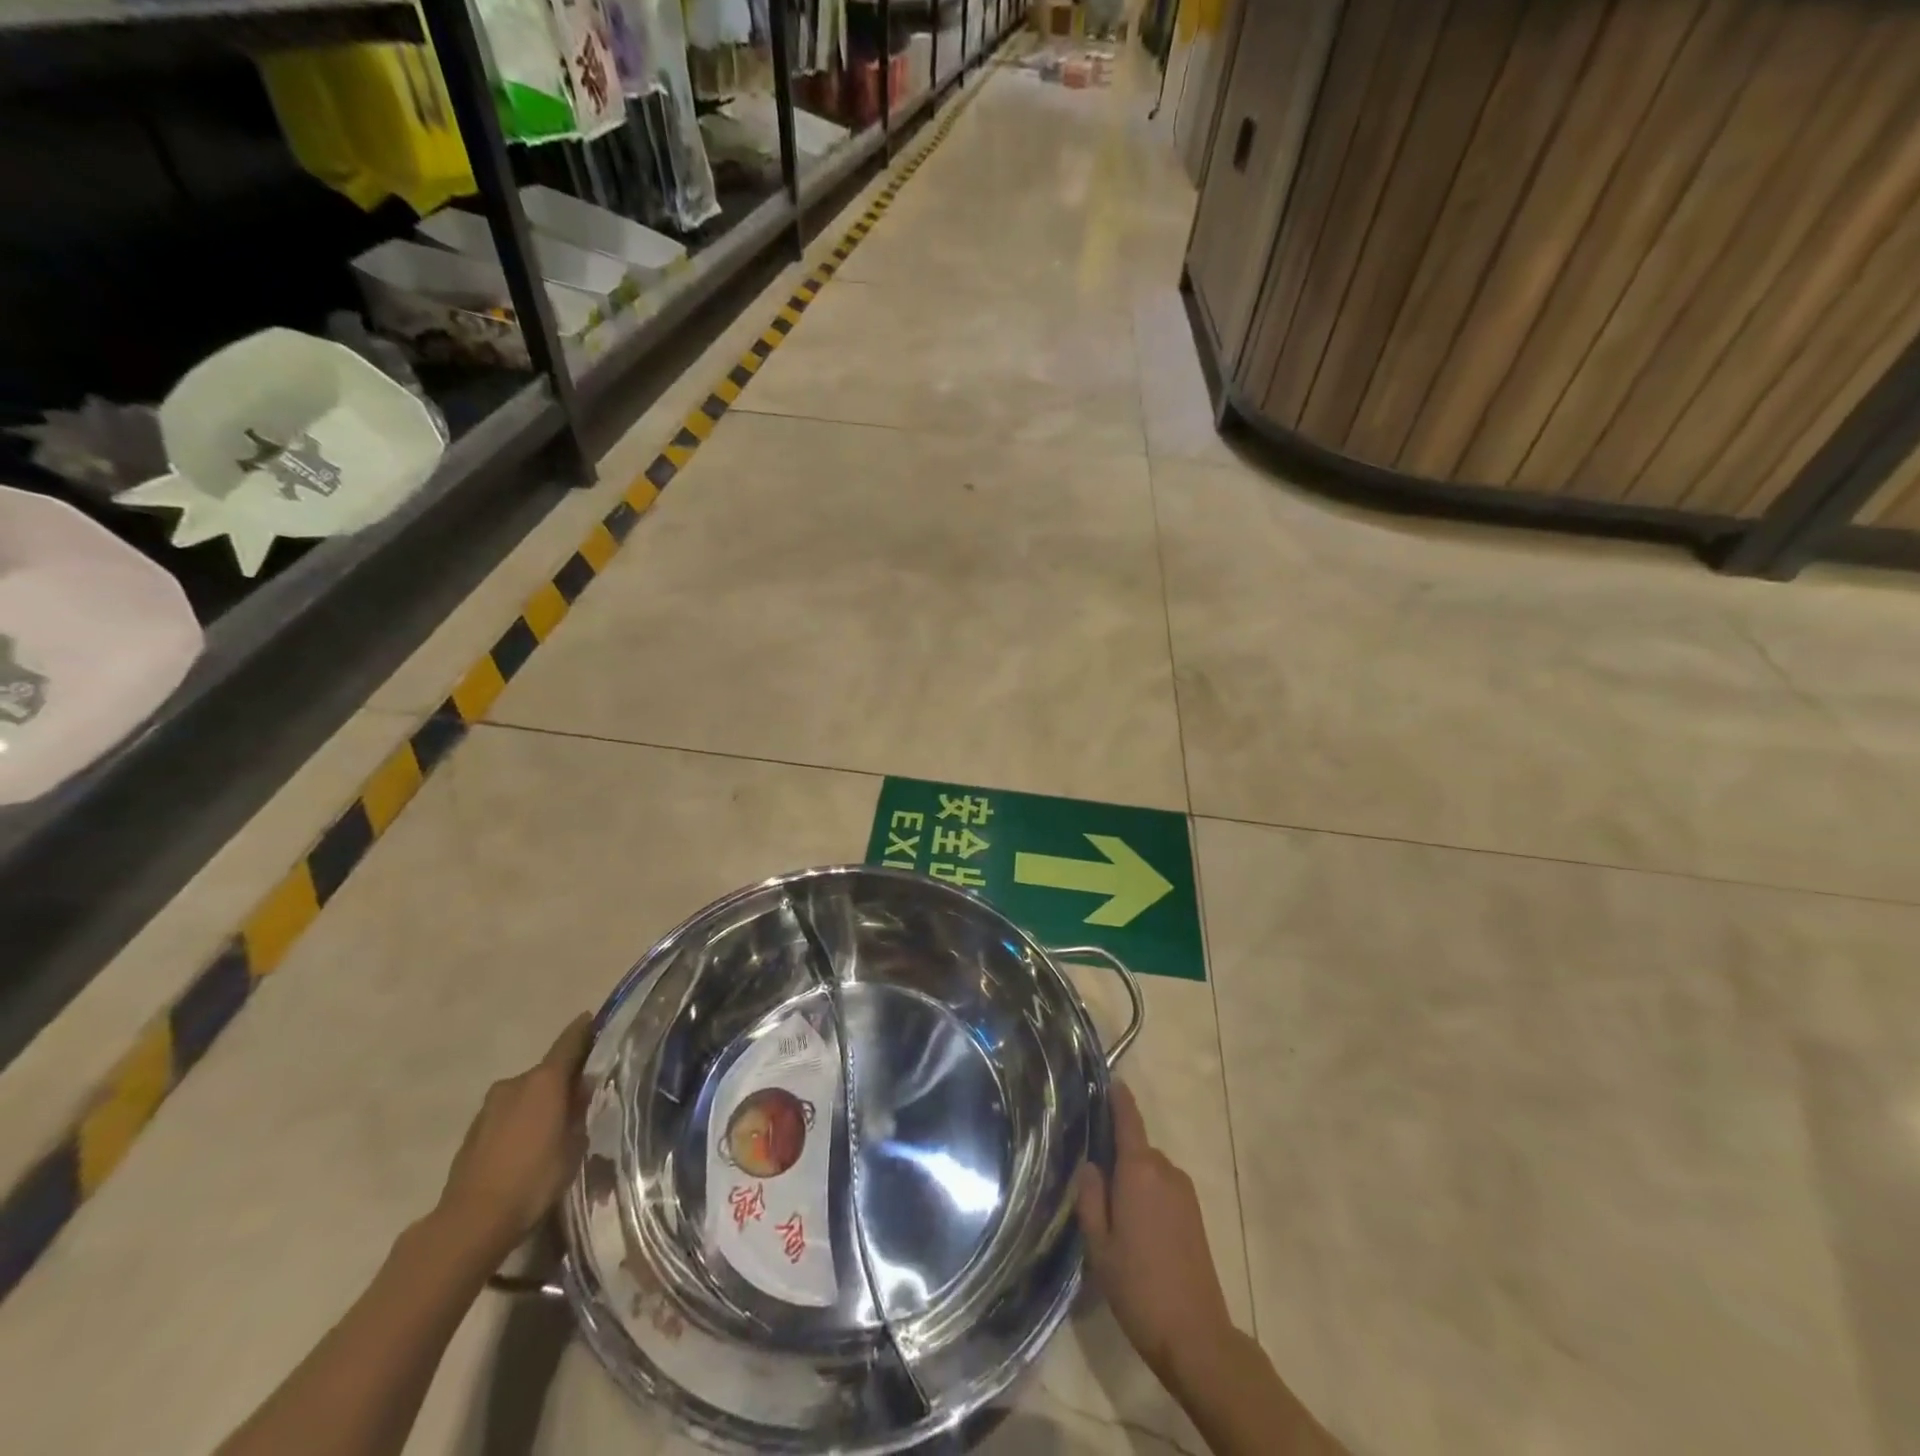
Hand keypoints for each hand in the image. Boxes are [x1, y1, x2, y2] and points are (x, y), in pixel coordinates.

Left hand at [433, 1013, 592, 1263]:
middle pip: (547, 1070)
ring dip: (540, 1102)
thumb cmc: (534, 1178)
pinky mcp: (473, 1131)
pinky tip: (529, 1144)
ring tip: (555, 1124)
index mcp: (545, 1080)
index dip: (585, 1030)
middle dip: (564, 1078)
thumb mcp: (574, 1145)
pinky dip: (521, 1120)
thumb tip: (582, 1092)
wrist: (471, 1220)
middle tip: (582, 1094)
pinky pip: (508, 1114)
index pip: (570, 1041)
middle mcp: (515, 1083)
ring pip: (526, 1094)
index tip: (596, 1020)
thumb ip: (579, 1111)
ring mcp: (490, 1106)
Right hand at [1076, 1083, 1236, 1383]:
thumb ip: (1090, 1198)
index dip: (1119, 1098)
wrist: (1196, 1336)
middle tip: (1092, 1177)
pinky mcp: (1195, 1214)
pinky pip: (1163, 1188)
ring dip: (1132, 1180)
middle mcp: (1165, 1171)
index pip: (1128, 1121)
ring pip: (1149, 1171)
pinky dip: (1147, 1195)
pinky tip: (1136, 1228)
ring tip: (1112, 1211)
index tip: (1111, 1078)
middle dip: (1116, 1155)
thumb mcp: (1099, 1245)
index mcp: (1139, 1171)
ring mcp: (1184, 1193)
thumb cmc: (1138, 1287)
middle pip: (1136, 1148)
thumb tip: (1090, 1165)